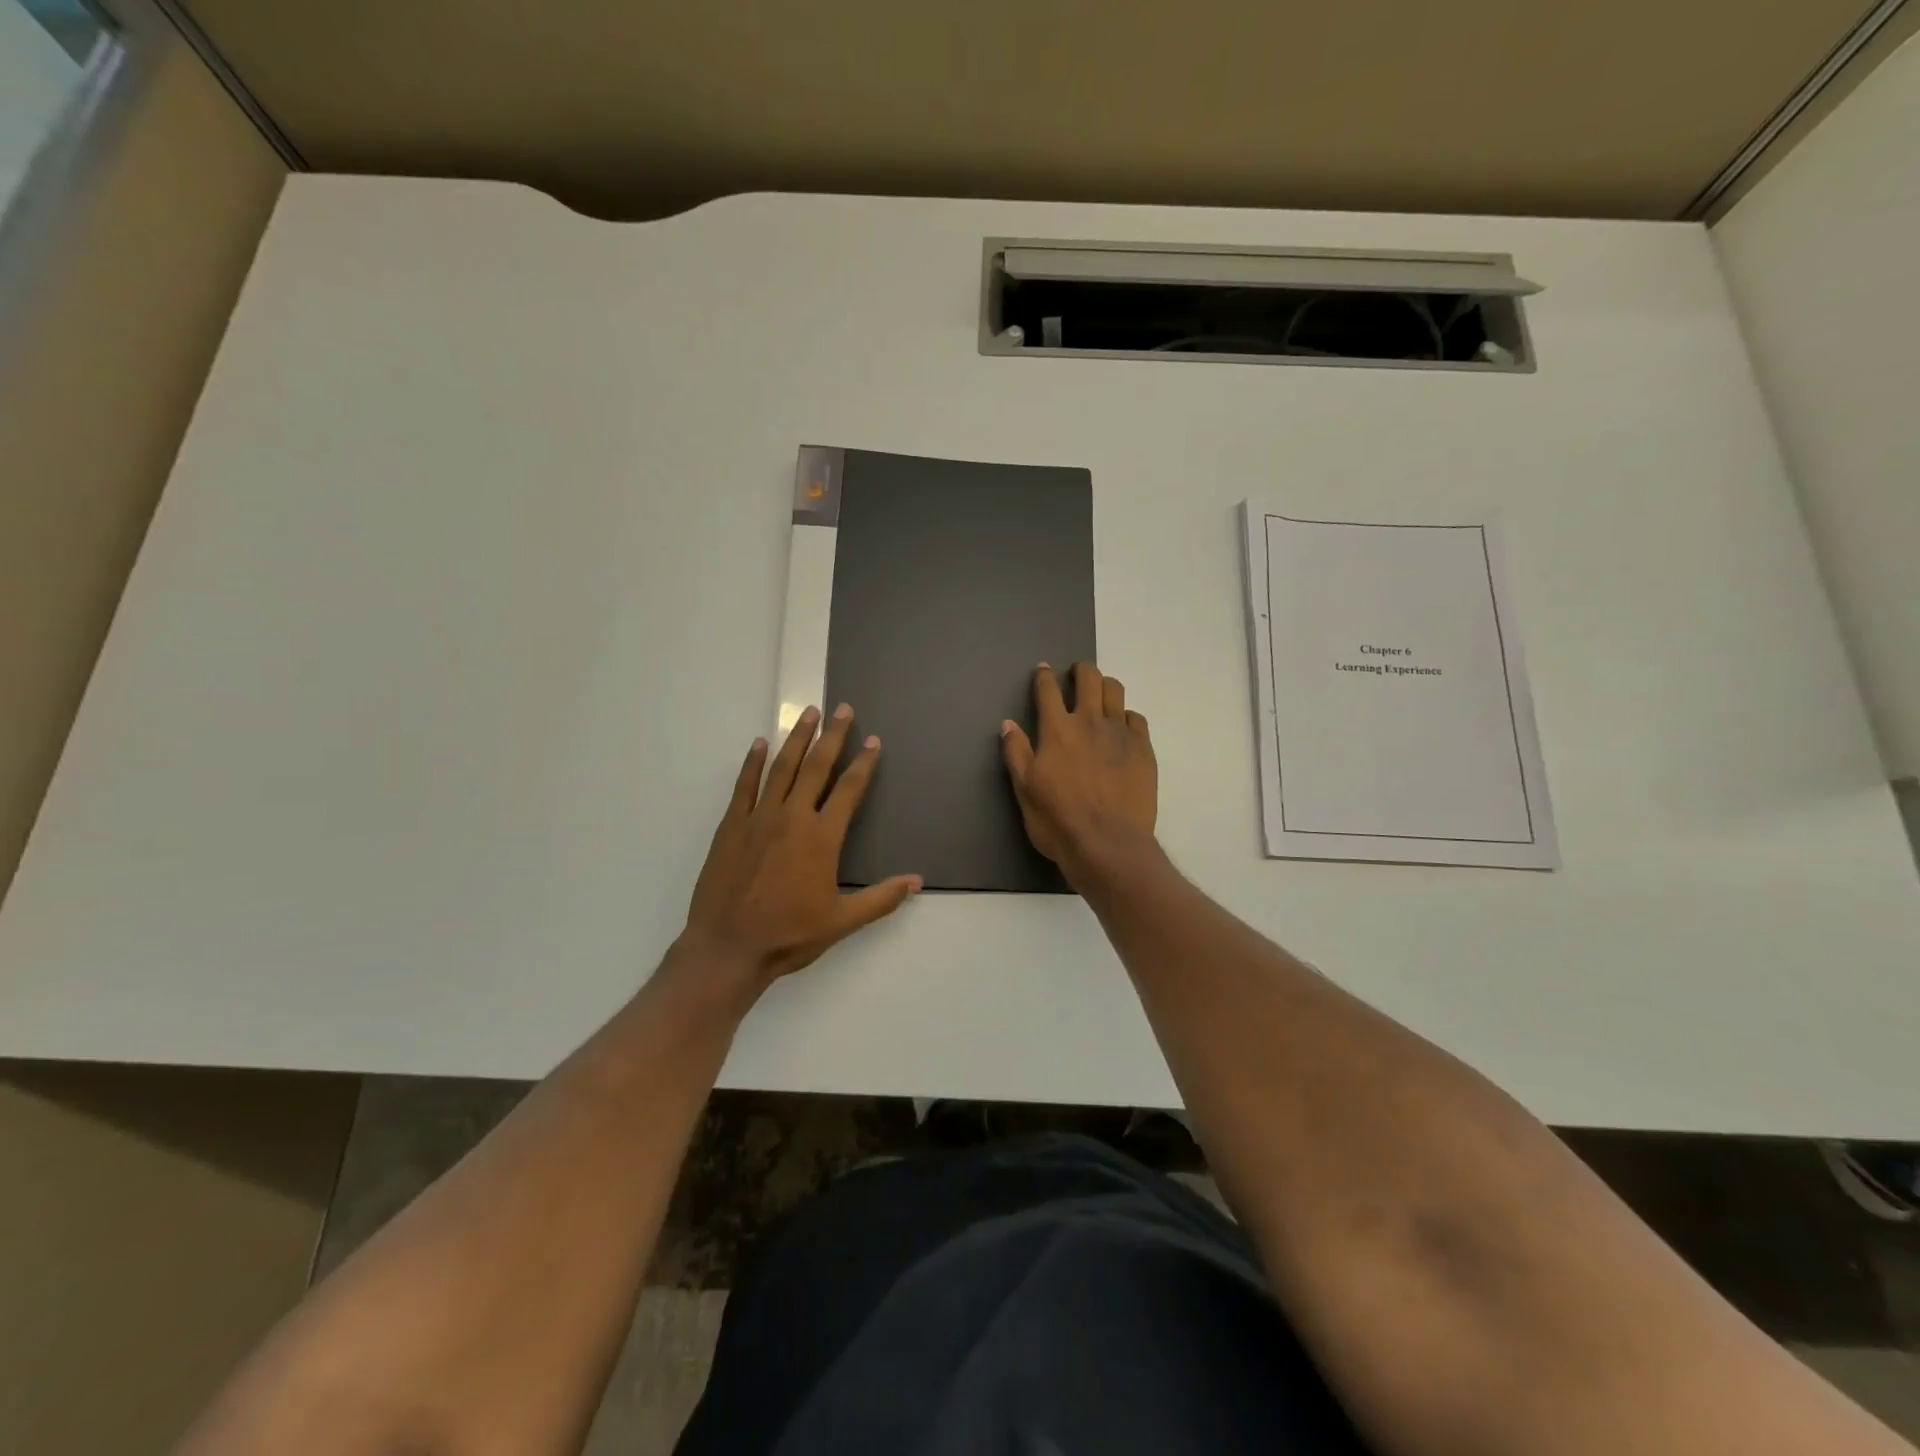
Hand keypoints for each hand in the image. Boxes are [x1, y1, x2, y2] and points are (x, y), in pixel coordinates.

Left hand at [681, 704, 920, 989]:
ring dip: (797, 739)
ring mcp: (758, 818)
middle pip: (816, 767)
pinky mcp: (731, 826)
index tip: (873, 741)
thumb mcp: (842, 921)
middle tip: (842, 709)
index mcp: (822, 838)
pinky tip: (760, 744)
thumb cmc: (789, 935)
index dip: (864, 764)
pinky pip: (744, 786)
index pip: (849, 790)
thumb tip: (918, 881)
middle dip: (832, 736)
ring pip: (781, 768)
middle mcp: (792, 818)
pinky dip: (753, 763)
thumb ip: (881, 898)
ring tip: (809, 714)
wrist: (728, 947)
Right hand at [1001, 661, 1156, 887]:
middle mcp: (1089, 722)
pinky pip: (1136, 718)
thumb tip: (1008, 723)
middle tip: (1077, 674)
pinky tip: (1122, 727)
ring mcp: (1120, 733)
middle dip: (1081, 670)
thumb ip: (1016, 752)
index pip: (1048, 690)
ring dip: (1105, 686)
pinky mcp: (1143, 749)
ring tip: (1101, 694)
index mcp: (1057, 730)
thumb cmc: (1058, 820)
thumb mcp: (1024, 789)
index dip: (1044, 676)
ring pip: (1115, 691)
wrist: (1108, 845)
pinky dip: (1126, 716)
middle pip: (1089, 679)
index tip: (1043, 670)